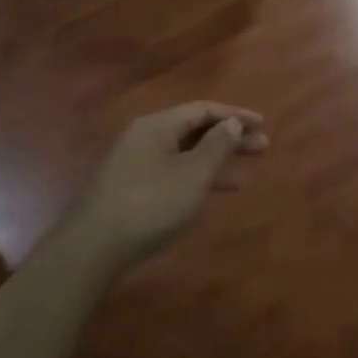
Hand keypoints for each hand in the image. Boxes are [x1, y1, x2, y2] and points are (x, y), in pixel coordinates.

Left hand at [74, 102, 267, 265]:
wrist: (95, 247)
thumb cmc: (151, 203)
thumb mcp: (193, 174)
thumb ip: (217, 146)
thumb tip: (232, 123)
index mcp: (158, 125)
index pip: (203, 109)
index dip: (235, 115)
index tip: (262, 124)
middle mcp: (146, 137)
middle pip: (195, 130)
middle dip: (230, 138)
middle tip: (262, 148)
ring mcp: (137, 163)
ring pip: (186, 153)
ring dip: (217, 160)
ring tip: (247, 174)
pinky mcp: (134, 188)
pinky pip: (175, 171)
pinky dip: (198, 177)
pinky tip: (214, 192)